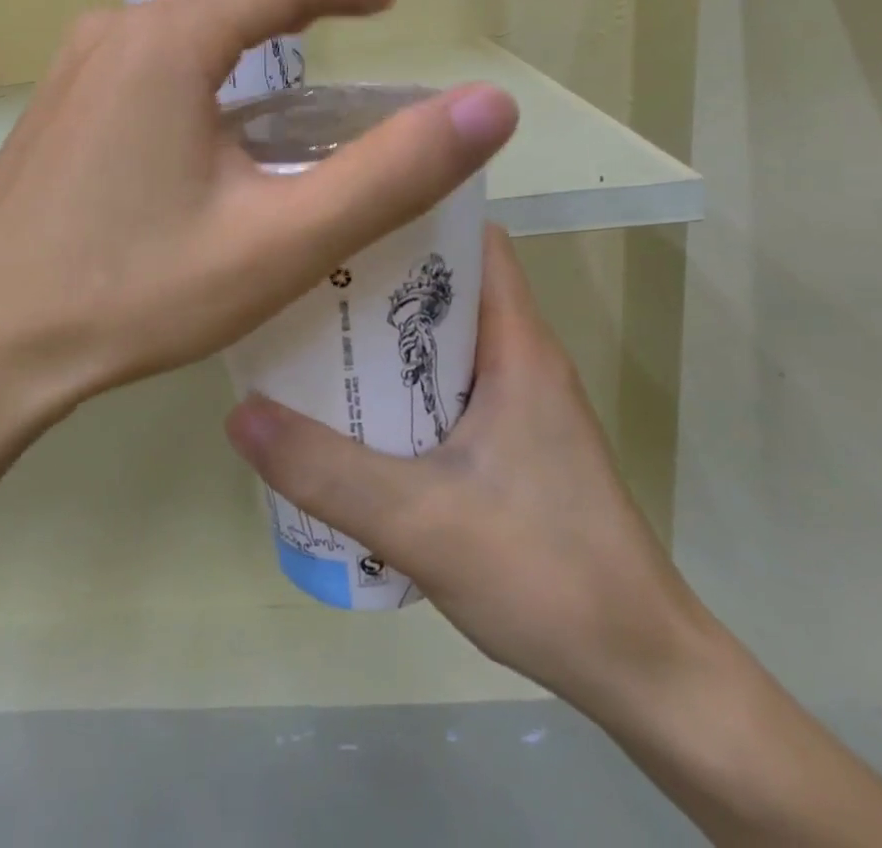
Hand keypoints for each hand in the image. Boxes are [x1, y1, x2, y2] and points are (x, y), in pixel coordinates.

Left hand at [0, 0, 520, 450]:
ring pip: (182, 43)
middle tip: (348, 60)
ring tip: (291, 108)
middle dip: (294, 28)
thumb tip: (489, 105)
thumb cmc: (135, 293)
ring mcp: (70, 71)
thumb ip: (391, 171)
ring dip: (242, 64)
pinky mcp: (53, 110)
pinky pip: (142, 74)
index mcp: (164, 42)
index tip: (387, 2)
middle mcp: (110, 34)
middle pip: (224, 11)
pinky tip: (210, 146)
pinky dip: (196, 89)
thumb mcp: (280, 241)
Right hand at [224, 224, 708, 727]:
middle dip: (378, 274)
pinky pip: (446, 383)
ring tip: (311, 330)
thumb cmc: (547, 574)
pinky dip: (400, 379)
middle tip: (304, 272)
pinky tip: (352, 406)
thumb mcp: (421, 522)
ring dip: (385, 333)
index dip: (413, 212)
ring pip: (442, 337)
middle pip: (445, 284)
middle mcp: (521, 357)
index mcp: (517, 345)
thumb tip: (239, 413)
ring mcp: (519, 401)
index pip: (471, 240)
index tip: (344, 209)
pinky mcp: (512, 441)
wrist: (643, 672)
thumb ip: (326, 471)